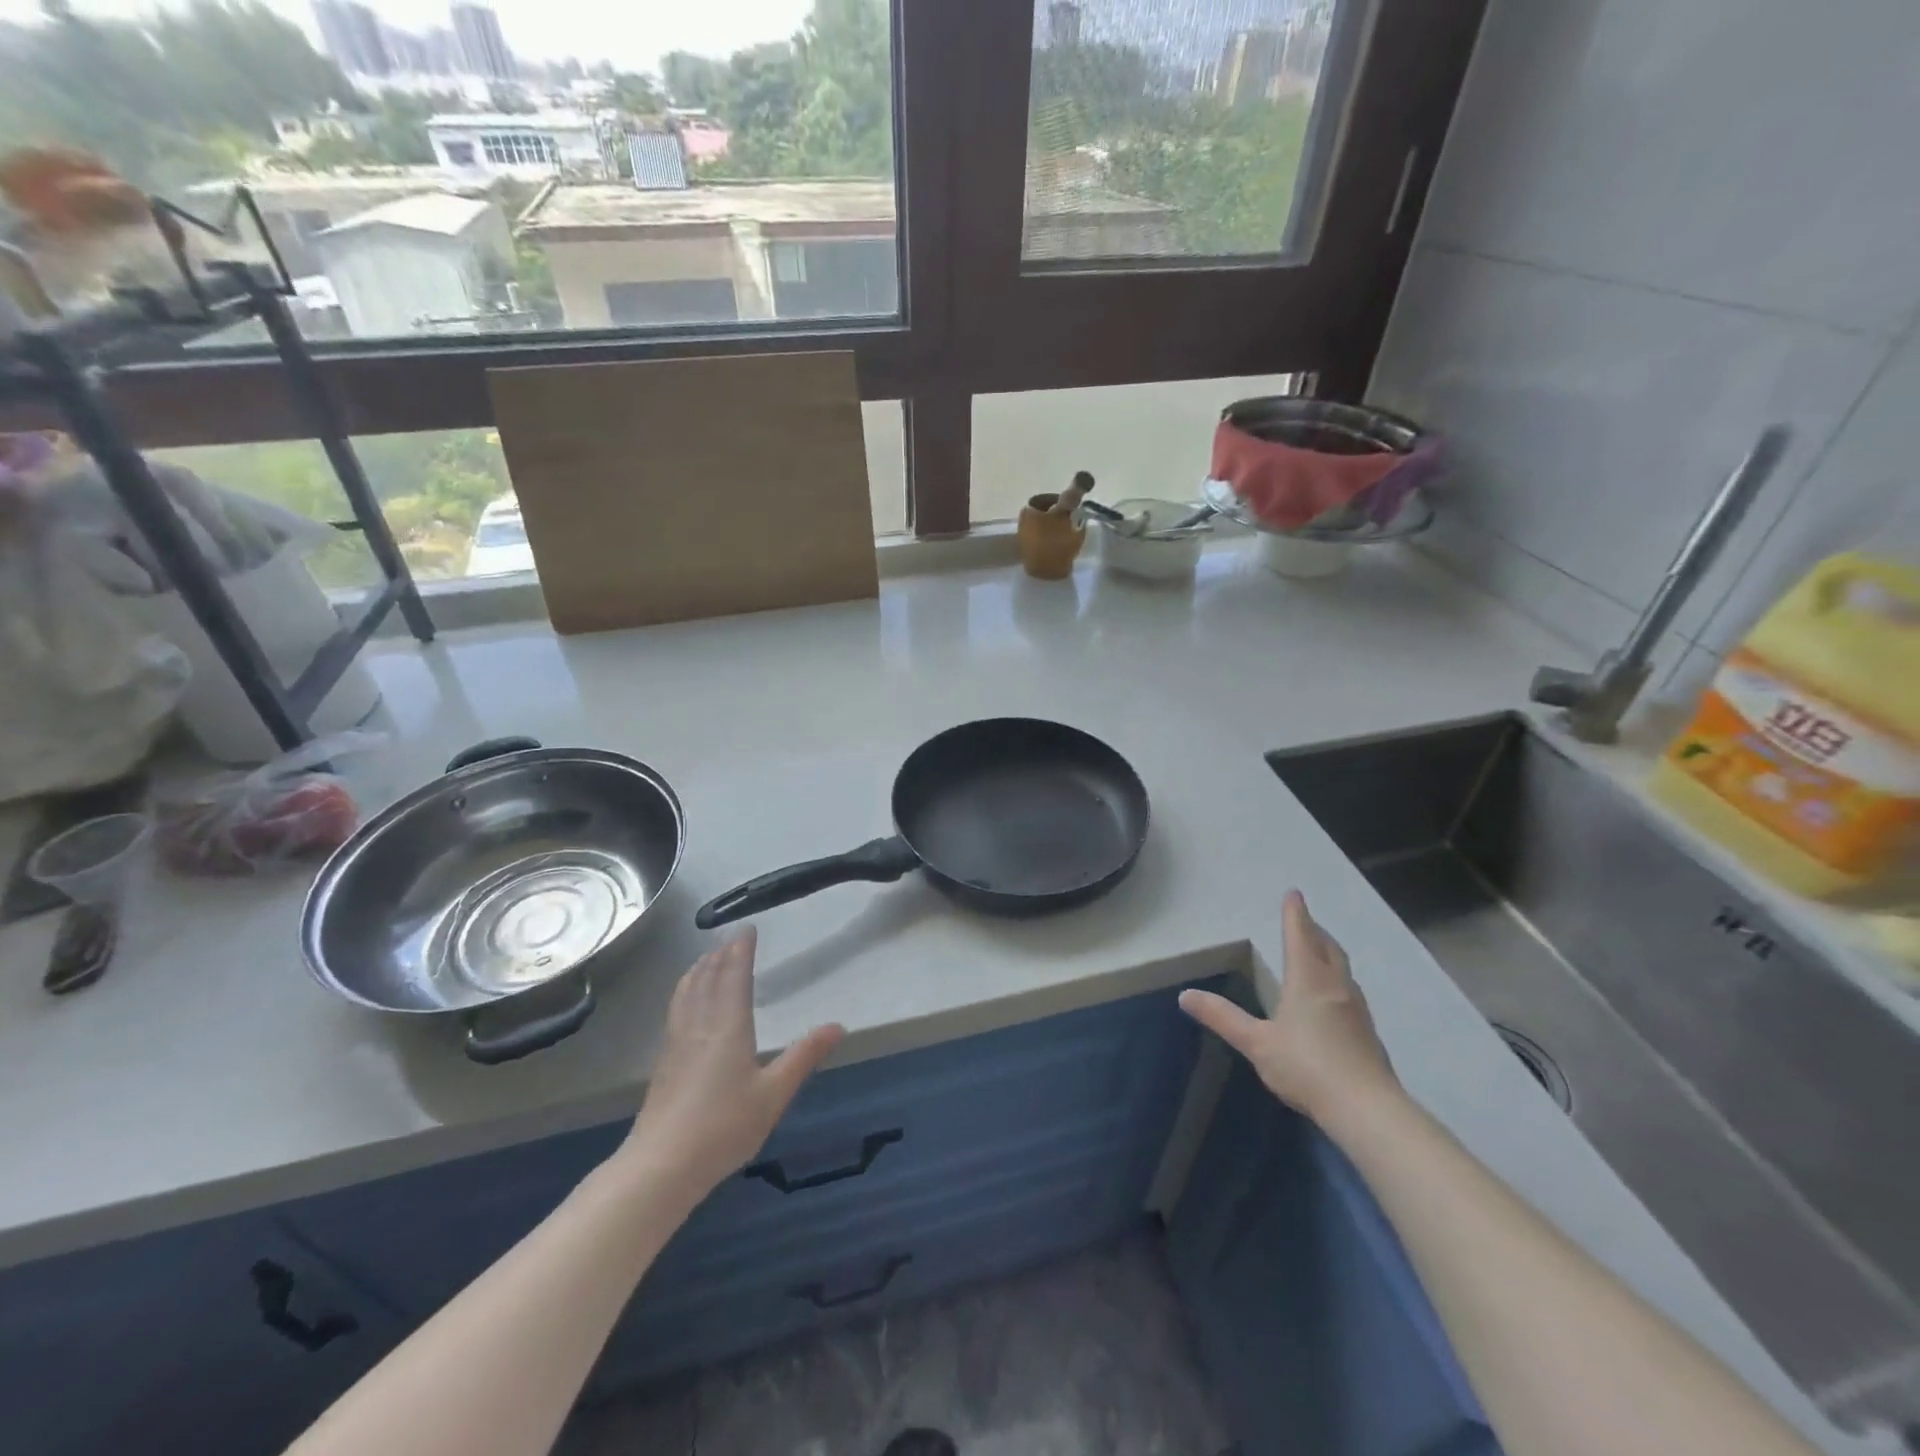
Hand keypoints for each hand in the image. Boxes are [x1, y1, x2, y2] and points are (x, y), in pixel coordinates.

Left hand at [621, 929, 843, 1198]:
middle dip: (719, 955)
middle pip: (707, 979)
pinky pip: (676, 1010)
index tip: (746, 929)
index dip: (740, 951)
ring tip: (705, 959)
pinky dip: (684, 992)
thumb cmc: (724, 1127)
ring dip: (698, 970)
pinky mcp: (664, 1063)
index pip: (734, 976)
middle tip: (729, 939)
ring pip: (686, 993)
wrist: (661, 1166)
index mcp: (728, 1027)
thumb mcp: (774, 1094)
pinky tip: (685, 1003)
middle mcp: (700, 1026)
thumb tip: (838, 1026)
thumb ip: (804, 1057)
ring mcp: (677, 1043)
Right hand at [1179, 890, 1397, 1124]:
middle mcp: (1335, 986)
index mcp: (1307, 980)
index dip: (1295, 913)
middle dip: (1314, 930)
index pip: (1300, 935)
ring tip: (1316, 953)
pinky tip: (1331, 999)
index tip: (1294, 893)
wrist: (1366, 1109)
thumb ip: (1222, 1017)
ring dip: (1328, 954)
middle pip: (1328, 947)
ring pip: (1342, 969)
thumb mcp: (1256, 1042)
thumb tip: (1185, 995)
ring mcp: (1356, 1009)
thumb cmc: (1306, 1067)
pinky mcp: (1368, 1033)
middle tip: (1304, 920)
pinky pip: (1349, 992)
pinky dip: (1337, 980)